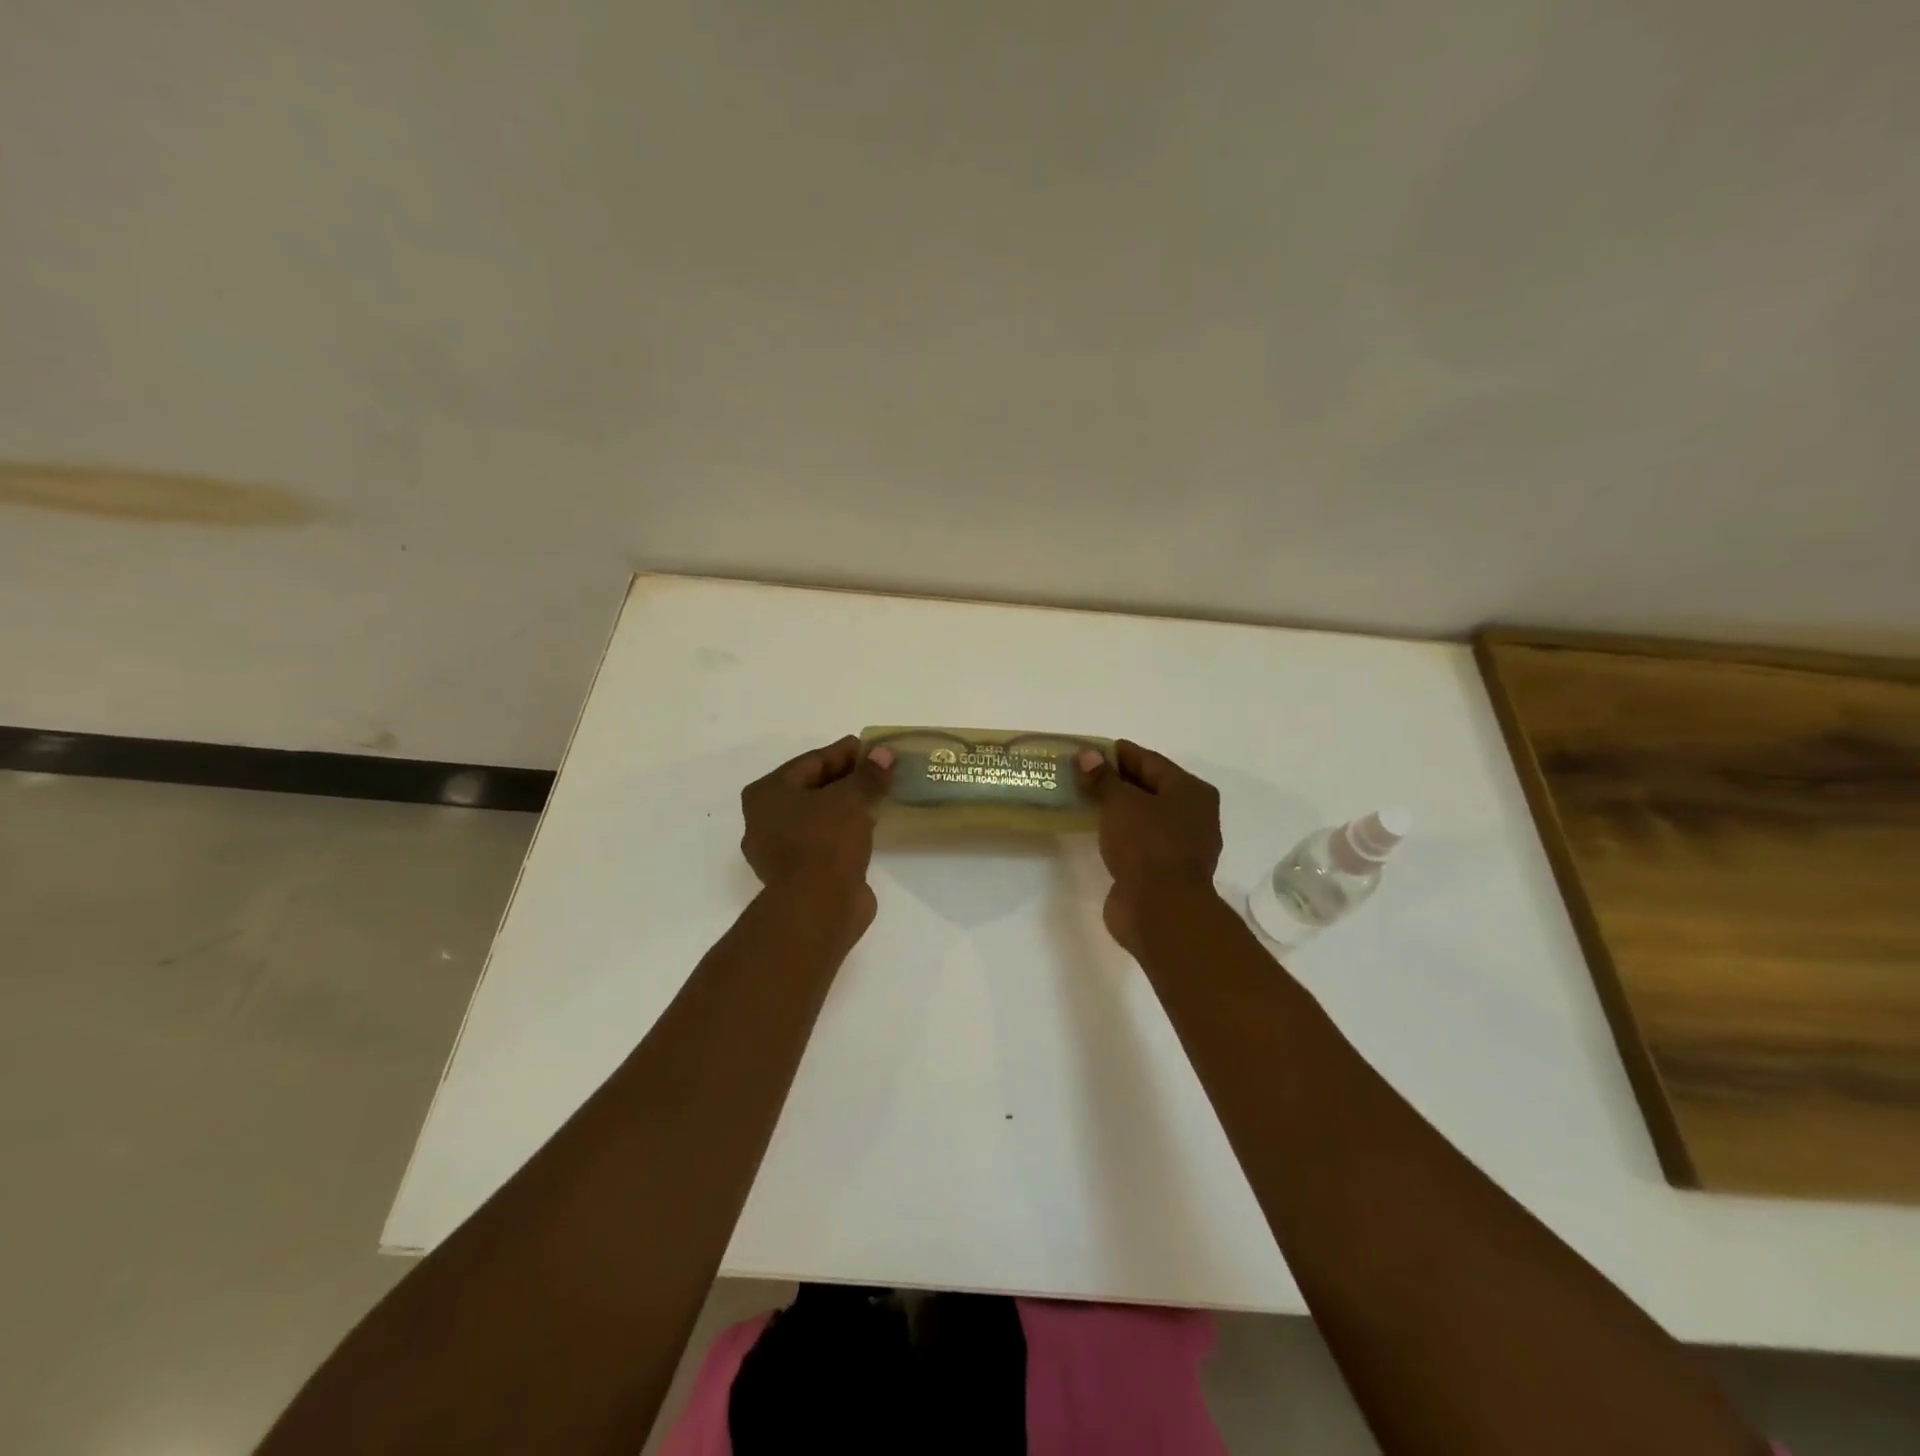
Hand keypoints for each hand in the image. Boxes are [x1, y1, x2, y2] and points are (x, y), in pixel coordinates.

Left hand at [741, 736, 893, 929]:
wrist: (818, 907)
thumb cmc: (825, 841)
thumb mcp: (852, 798)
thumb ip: (868, 774)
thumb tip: (885, 753)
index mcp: (766, 794)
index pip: (811, 761)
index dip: (844, 752)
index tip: (872, 748)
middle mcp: (764, 820)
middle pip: (812, 788)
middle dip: (846, 779)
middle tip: (879, 771)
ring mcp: (778, 851)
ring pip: (818, 817)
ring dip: (846, 807)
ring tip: (878, 797)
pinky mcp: (797, 875)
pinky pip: (824, 841)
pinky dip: (844, 831)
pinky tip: (869, 826)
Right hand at [1078, 739, 1221, 954]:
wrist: (1162, 910)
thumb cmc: (1147, 845)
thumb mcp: (1120, 803)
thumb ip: (1102, 778)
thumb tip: (1086, 755)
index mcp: (1191, 791)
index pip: (1149, 761)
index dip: (1118, 754)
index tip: (1089, 751)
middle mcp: (1193, 815)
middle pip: (1149, 788)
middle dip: (1116, 781)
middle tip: (1081, 775)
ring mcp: (1180, 846)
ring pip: (1144, 817)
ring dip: (1117, 810)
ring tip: (1084, 801)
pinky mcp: (1165, 872)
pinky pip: (1139, 842)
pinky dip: (1120, 834)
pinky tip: (1097, 832)